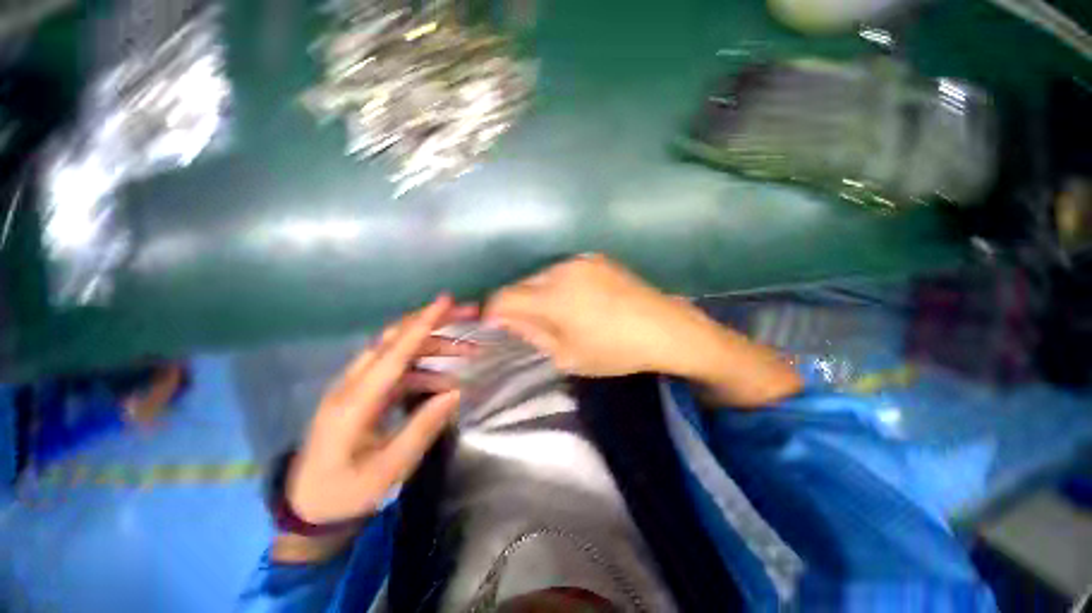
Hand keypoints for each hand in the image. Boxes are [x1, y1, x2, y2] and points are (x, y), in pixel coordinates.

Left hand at [286, 295, 476, 525]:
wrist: (308, 506)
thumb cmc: (346, 493)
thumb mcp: (388, 469)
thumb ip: (422, 427)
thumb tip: (456, 391)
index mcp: (354, 403)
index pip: (393, 352)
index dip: (422, 324)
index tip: (446, 301)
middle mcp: (352, 384)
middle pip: (395, 339)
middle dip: (433, 322)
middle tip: (468, 315)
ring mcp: (356, 386)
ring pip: (399, 351)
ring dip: (434, 346)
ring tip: (469, 352)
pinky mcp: (363, 393)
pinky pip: (398, 369)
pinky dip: (425, 368)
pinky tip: (447, 379)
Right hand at [485, 255, 801, 405]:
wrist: (666, 328)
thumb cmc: (615, 350)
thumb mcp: (568, 355)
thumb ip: (533, 335)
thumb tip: (509, 321)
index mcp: (552, 297)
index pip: (504, 297)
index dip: (492, 311)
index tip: (494, 324)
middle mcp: (561, 270)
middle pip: (521, 283)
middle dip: (515, 302)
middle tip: (525, 324)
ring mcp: (580, 260)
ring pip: (540, 274)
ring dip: (536, 292)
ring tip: (552, 313)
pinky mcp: (595, 258)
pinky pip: (561, 269)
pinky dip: (556, 284)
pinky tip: (573, 300)